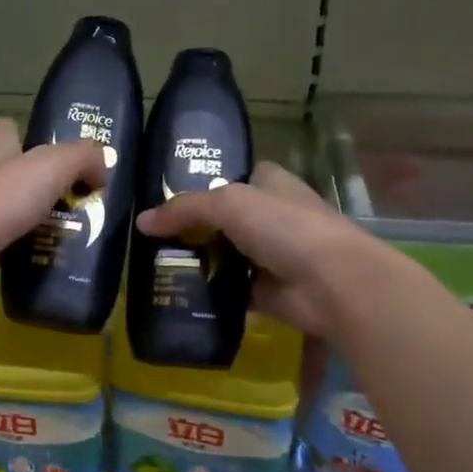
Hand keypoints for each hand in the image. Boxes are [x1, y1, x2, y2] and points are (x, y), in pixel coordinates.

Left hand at [0, 119, 106, 295]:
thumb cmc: (1, 198)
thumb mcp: (53, 165)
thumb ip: (84, 157)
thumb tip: (102, 170)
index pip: (10, 129)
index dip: (35, 137)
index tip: (64, 157)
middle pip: (15, 173)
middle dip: (46, 187)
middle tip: (80, 203)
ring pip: (11, 210)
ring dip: (38, 221)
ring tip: (72, 234)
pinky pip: (5, 242)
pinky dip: (25, 249)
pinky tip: (47, 259)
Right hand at [134, 161, 373, 336]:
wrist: (331, 283)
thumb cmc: (285, 228)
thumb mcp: (229, 204)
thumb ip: (184, 209)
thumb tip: (142, 221)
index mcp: (269, 184)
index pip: (231, 177)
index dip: (200, 184)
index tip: (163, 197)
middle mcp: (270, 217)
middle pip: (220, 219)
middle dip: (189, 228)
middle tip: (147, 237)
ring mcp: (268, 255)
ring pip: (221, 255)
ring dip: (195, 262)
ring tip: (151, 266)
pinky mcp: (264, 290)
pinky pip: (226, 289)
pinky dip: (206, 293)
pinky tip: (174, 294)